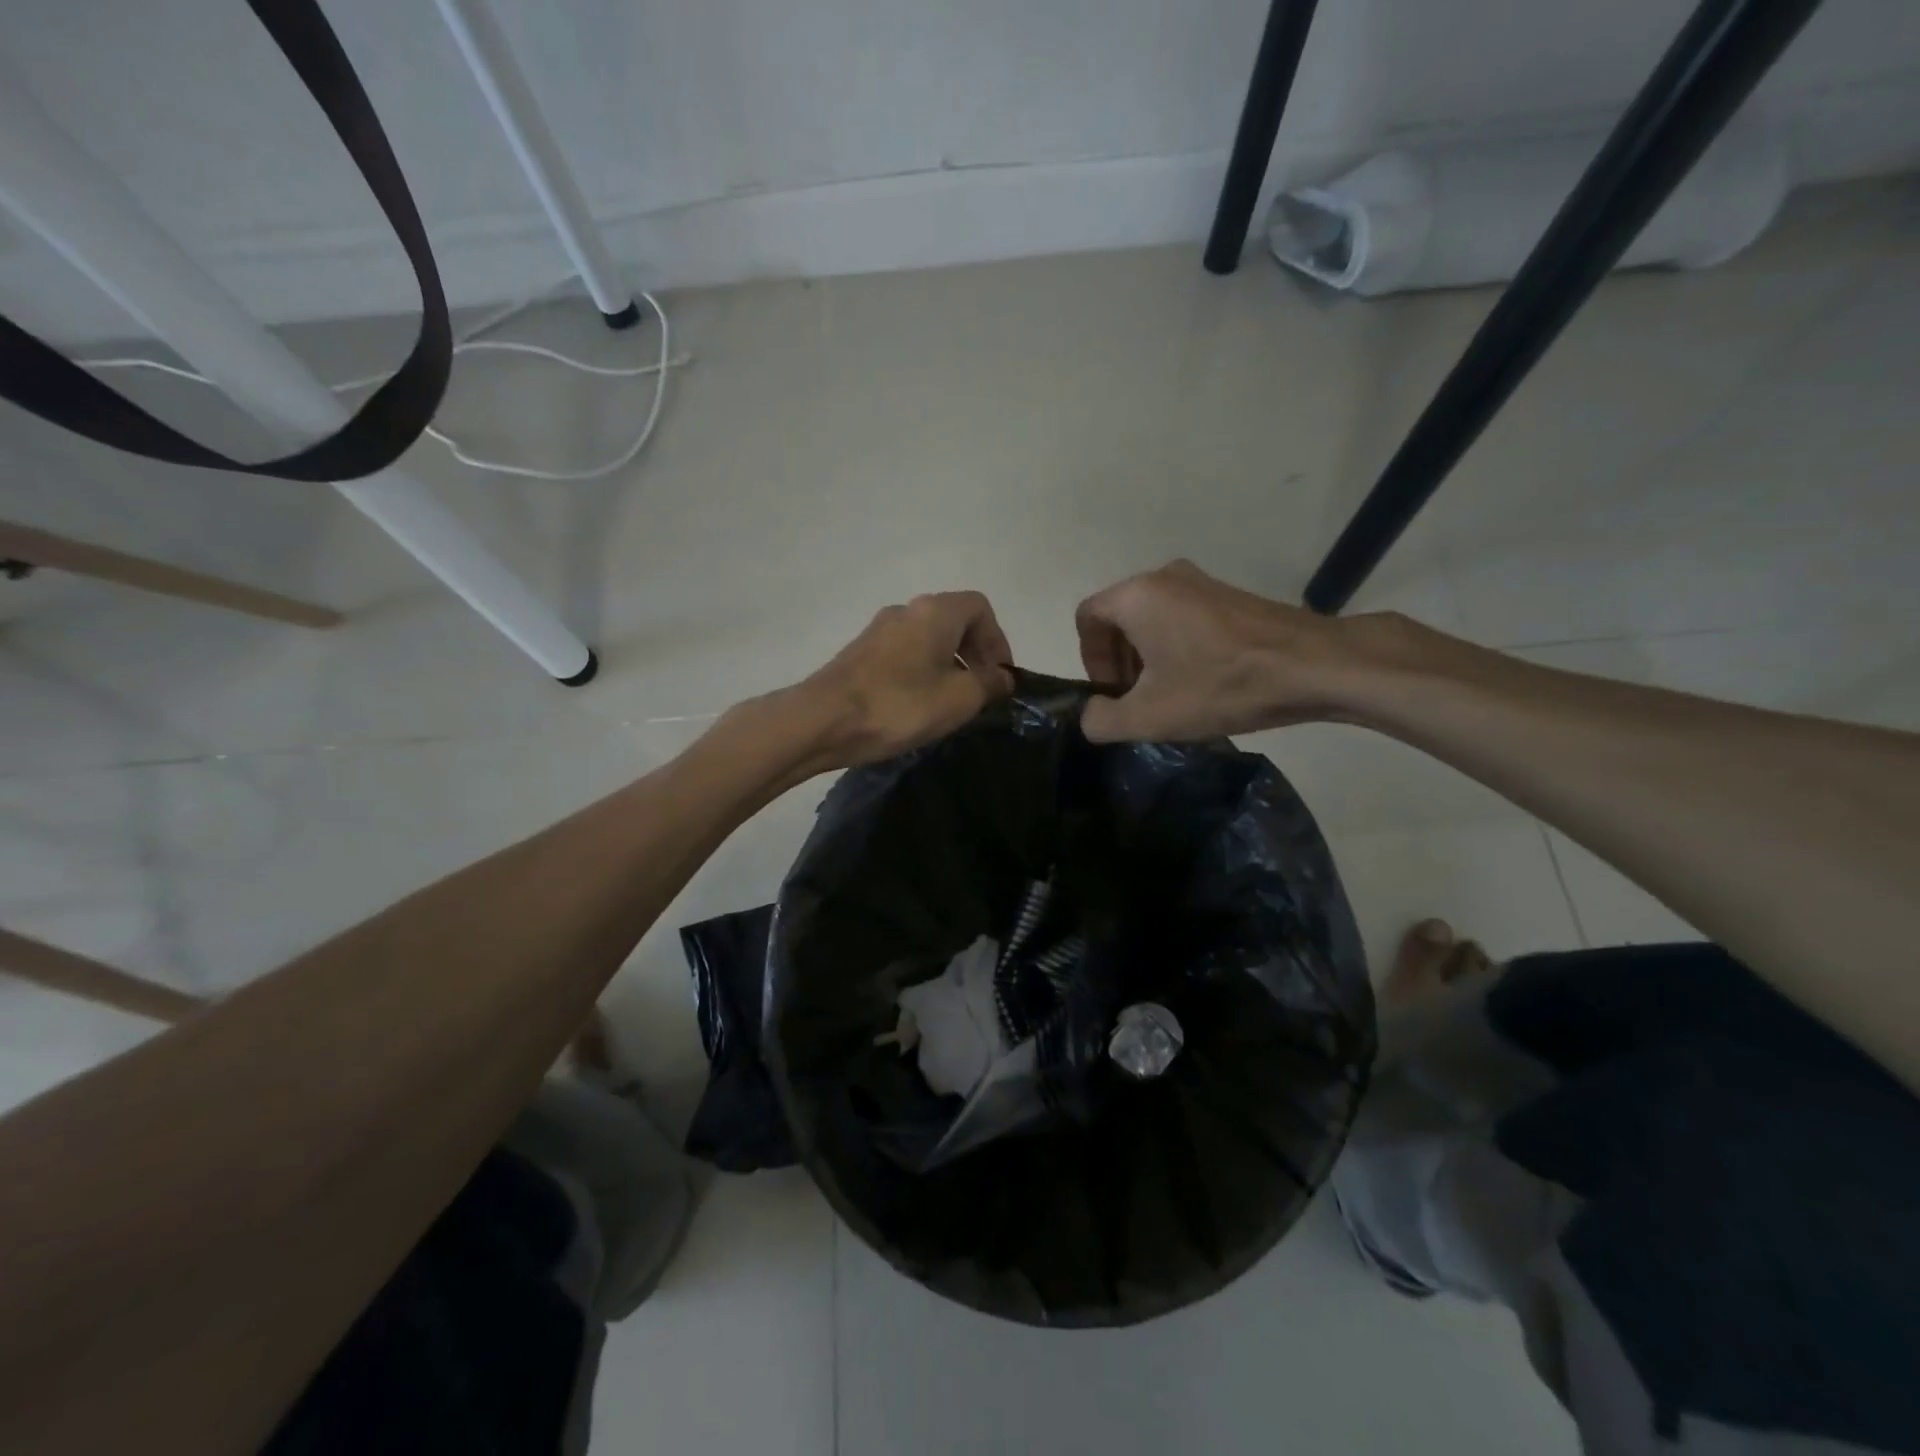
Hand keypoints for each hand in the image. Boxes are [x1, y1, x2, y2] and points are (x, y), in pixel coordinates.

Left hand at [802, 591, 1015, 766]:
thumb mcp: (958, 699)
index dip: (998, 641)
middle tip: (982, 690)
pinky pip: (905, 653)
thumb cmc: (899, 705)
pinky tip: (919, 704)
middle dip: (975, 653)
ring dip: (949, 664)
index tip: (1001, 676)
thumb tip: (1002, 677)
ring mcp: (879, 630)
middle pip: (954, 621)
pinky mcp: (860, 652)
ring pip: (928, 638)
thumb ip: (988, 683)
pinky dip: (923, 671)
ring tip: (953, 702)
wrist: (823, 720)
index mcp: (935, 612)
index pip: (980, 608)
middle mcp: (906, 610)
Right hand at [1074, 560, 1366, 741]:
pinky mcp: (1230, 596)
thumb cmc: (1220, 686)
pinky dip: (1176, 648)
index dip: (1089, 660)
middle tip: (1137, 700)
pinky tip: (1201, 683)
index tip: (1111, 694)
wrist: (1313, 666)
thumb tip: (1092, 713)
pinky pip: (1183, 618)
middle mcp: (1164, 576)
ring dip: (1148, 658)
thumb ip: (1101, 720)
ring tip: (1169, 696)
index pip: (1087, 618)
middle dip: (1119, 662)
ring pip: (1152, 619)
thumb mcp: (1149, 717)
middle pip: (1119, 617)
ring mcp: (1202, 582)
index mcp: (1137, 596)